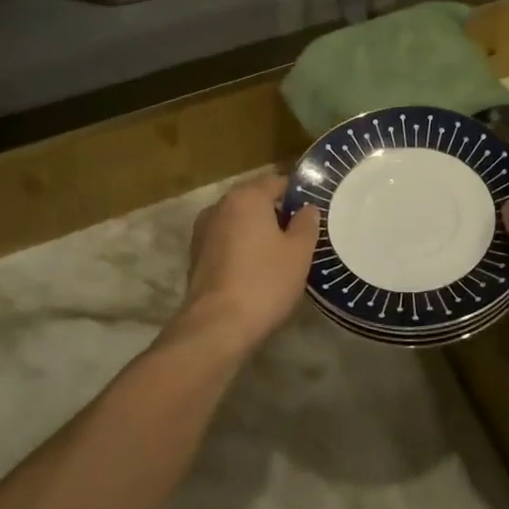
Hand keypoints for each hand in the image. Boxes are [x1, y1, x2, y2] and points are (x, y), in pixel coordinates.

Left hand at [181, 174, 319, 354]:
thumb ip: (306, 224)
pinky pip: (226, 240)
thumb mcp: (299, 252)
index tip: (312, 213)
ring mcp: (203, 231)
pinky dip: (241, 246)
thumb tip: (308, 208)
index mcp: (246, 197)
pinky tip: (256, 268)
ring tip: (279, 253)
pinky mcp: (196, 256)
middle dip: (276, 212)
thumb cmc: (264, 282)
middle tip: (300, 234)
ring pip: (239, 221)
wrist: (216, 327)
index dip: (297, 194)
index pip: (276, 181)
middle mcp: (220, 206)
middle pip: (255, 199)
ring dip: (257, 230)